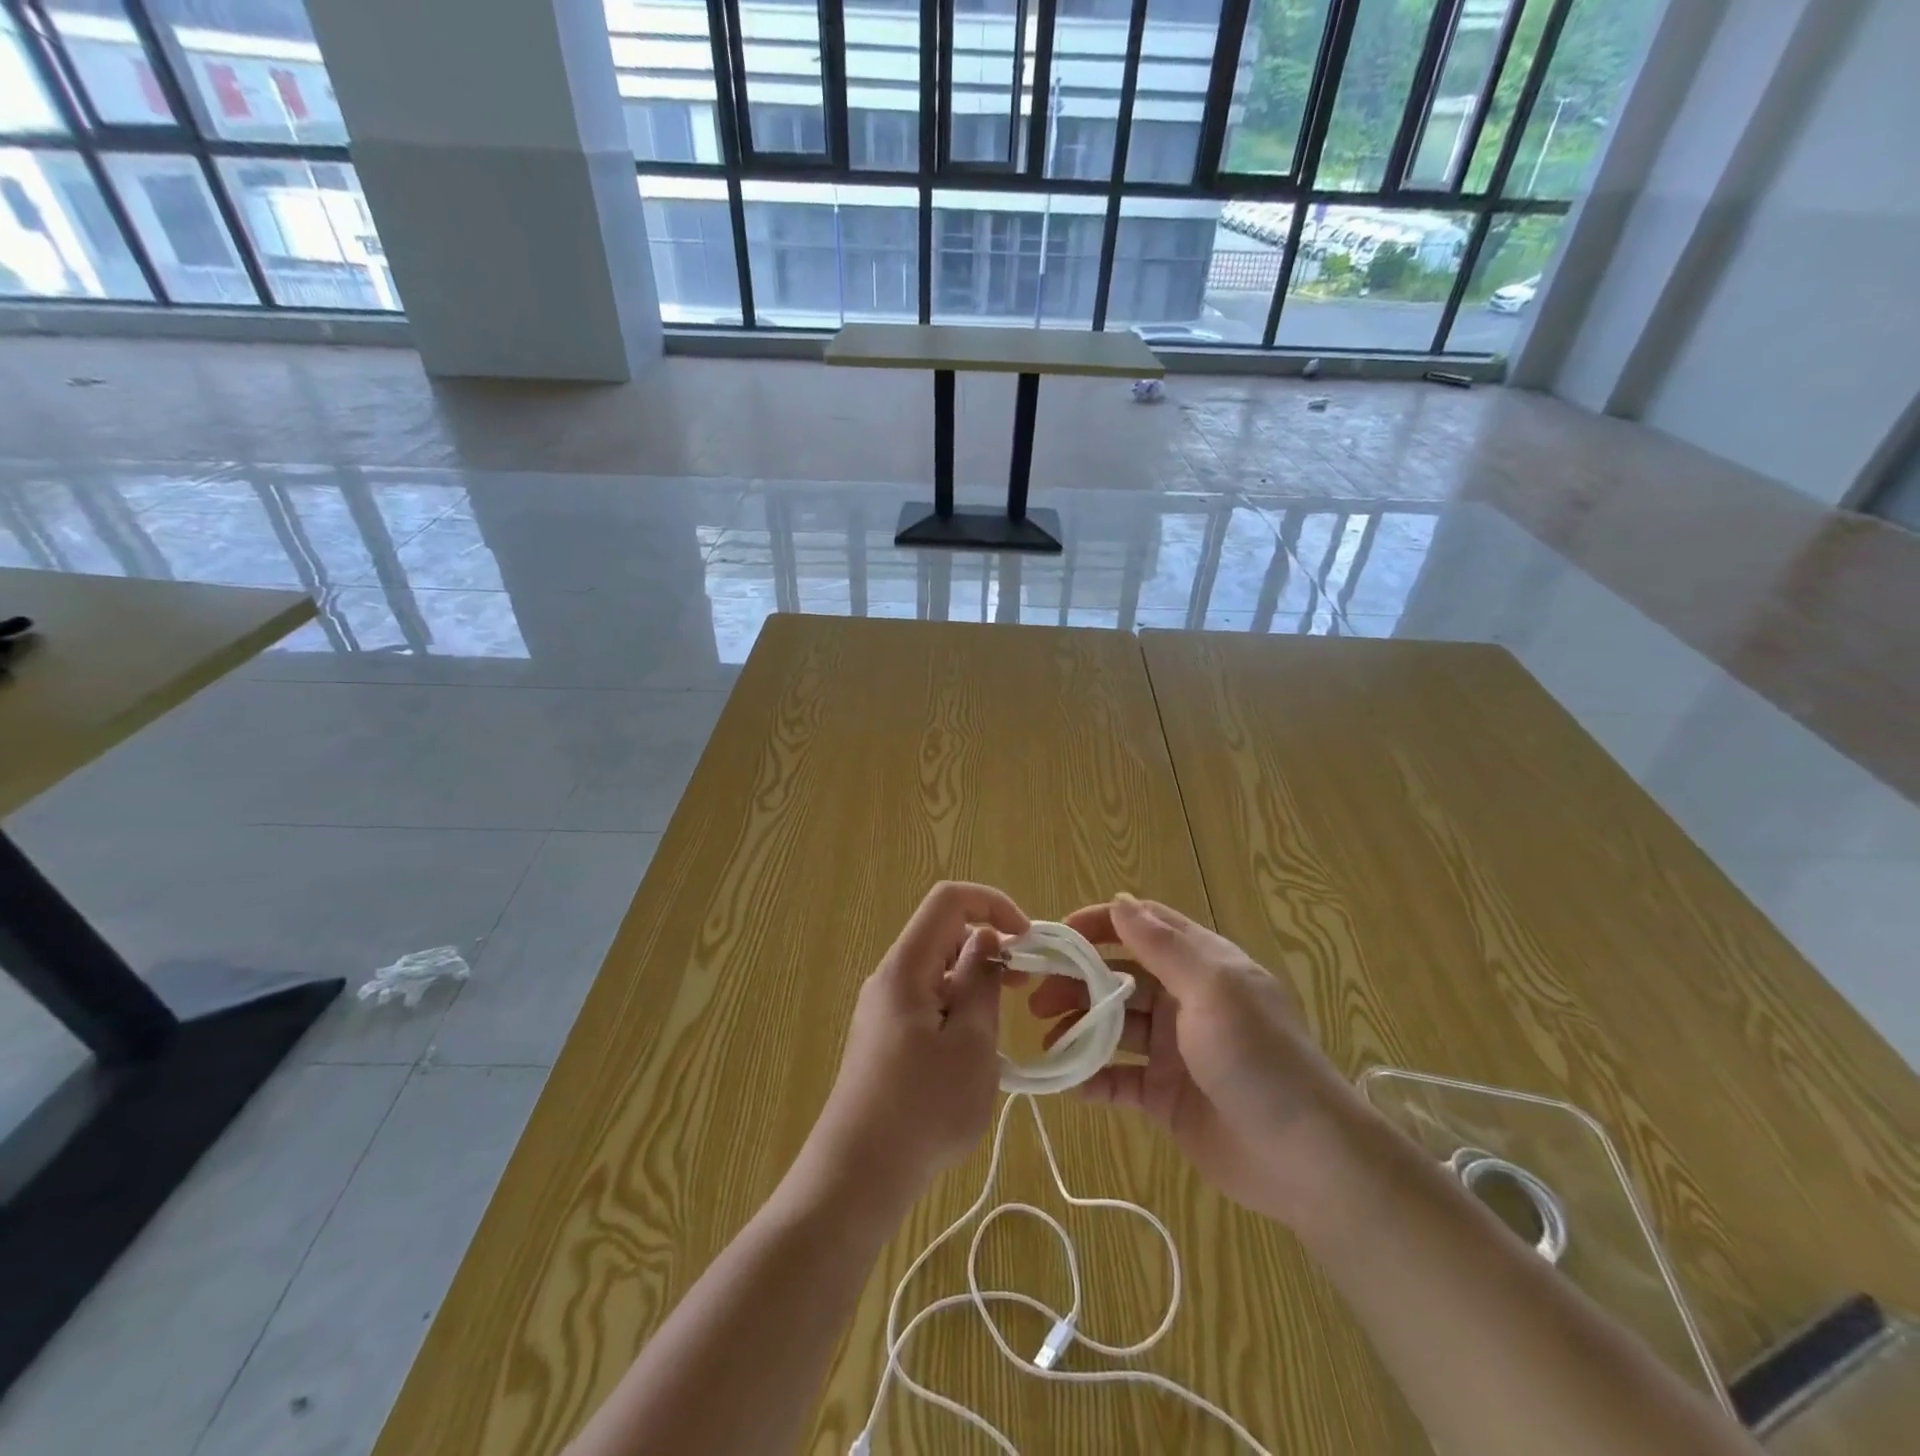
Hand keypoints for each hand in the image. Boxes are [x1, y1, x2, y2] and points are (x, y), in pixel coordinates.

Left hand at [802, 882, 1029, 1213]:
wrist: (857, 1177)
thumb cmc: (923, 1109)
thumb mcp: (971, 1043)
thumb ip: (981, 982)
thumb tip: (985, 939)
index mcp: (906, 967)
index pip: (949, 901)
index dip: (993, 904)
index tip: (1026, 941)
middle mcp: (890, 978)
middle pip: (943, 935)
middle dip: (988, 948)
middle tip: (1022, 989)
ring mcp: (884, 1009)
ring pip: (938, 973)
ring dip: (974, 986)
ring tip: (998, 1032)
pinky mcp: (884, 1039)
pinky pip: (927, 1004)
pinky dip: (957, 1012)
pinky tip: (972, 1058)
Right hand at [1032, 893, 1361, 1226]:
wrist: (1307, 1162)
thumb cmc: (1258, 1060)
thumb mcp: (1213, 991)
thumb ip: (1163, 947)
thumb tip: (1119, 900)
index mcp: (1202, 966)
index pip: (1143, 927)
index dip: (1098, 925)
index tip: (1056, 936)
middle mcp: (1184, 1001)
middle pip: (1118, 977)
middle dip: (1076, 981)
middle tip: (1035, 997)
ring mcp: (1173, 1051)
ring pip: (1112, 1027)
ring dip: (1077, 1028)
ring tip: (1045, 1039)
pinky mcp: (1165, 1097)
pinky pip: (1118, 1079)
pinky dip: (1090, 1078)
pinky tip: (1064, 1082)